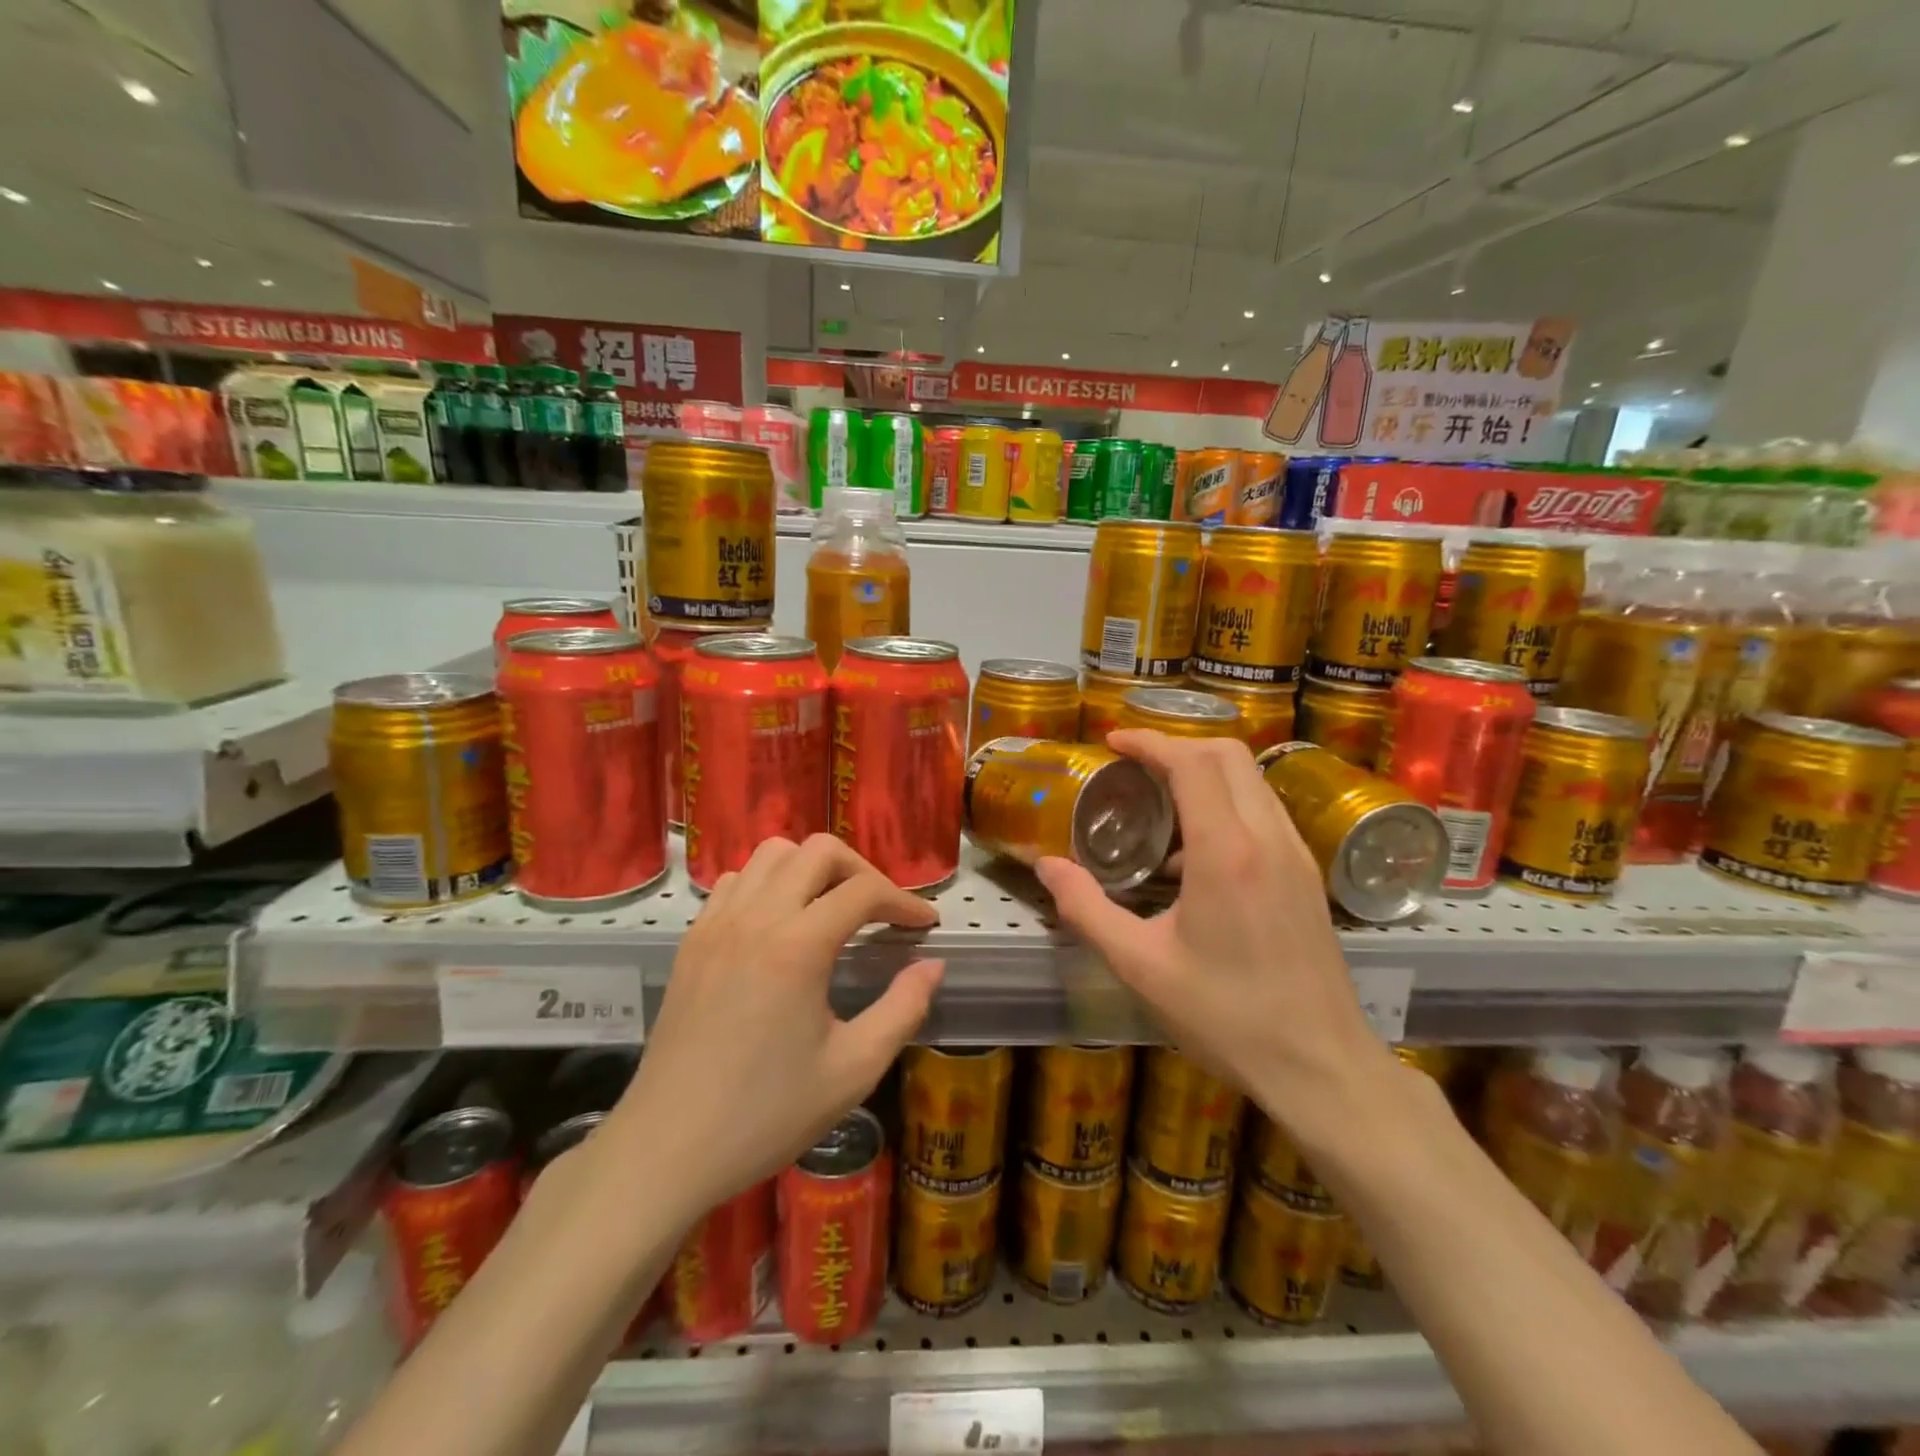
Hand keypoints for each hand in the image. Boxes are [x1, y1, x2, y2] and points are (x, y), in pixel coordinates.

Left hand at [606, 834, 942, 1226]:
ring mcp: (717, 923)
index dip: (904, 901)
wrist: (667, 1148)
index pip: (864, 891)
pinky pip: (738, 881)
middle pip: (819, 851)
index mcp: (798, 945)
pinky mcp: (693, 940)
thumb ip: (903, 1009)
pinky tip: (781, 925)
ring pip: (773, 854)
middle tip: (881, 911)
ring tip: (832, 909)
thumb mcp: (853, 1069)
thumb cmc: (767, 1113)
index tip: (925, 925)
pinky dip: (770, 883)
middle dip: (861, 870)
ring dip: (812, 868)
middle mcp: (756, 917)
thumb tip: (932, 966)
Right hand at [1036, 731, 1392, 1134]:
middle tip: (1133, 764)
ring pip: (1252, 779)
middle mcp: (1268, 838)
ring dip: (1205, 772)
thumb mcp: (1140, 967)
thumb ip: (1086, 909)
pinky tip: (1194, 855)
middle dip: (1178, 745)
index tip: (1113, 742)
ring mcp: (1296, 854)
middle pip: (1228, 755)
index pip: (1191, 763)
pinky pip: (1264, 811)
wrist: (1321, 1067)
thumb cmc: (1225, 1016)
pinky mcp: (1307, 875)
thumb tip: (1046, 866)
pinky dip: (1227, 803)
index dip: (1150, 742)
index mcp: (1226, 852)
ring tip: (1158, 802)